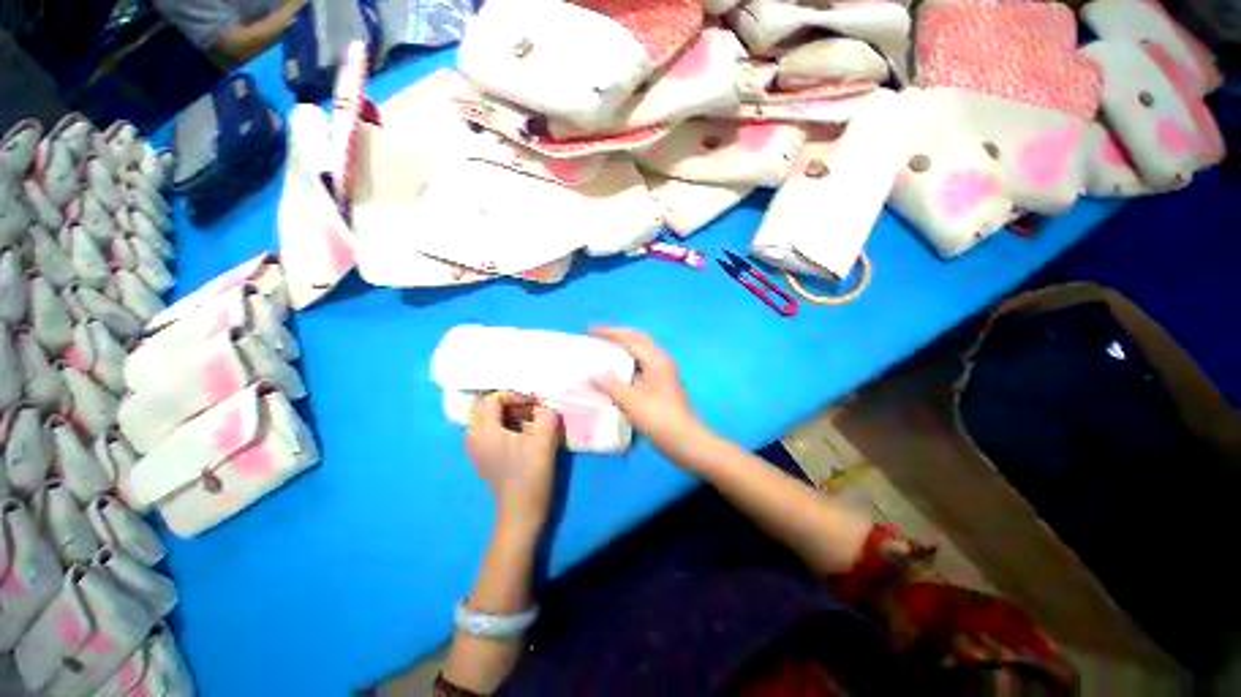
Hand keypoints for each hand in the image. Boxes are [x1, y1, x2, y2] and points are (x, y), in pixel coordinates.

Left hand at [466, 393, 562, 533]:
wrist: (521, 513)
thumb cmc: (531, 475)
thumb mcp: (544, 440)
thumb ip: (546, 415)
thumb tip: (544, 405)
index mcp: (484, 431)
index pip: (491, 399)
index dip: (514, 395)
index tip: (534, 404)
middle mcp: (474, 438)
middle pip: (485, 407)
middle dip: (509, 403)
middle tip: (531, 409)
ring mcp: (477, 450)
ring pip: (487, 419)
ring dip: (508, 414)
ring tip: (530, 420)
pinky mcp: (485, 459)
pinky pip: (490, 432)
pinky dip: (505, 426)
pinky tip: (524, 434)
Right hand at [589, 328, 709, 460]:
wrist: (685, 440)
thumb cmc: (658, 419)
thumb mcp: (631, 402)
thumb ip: (610, 385)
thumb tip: (591, 373)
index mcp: (655, 360)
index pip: (630, 339)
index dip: (609, 333)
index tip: (590, 330)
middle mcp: (661, 360)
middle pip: (638, 339)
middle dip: (618, 335)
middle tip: (597, 336)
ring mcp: (664, 371)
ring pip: (641, 350)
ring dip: (624, 346)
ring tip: (604, 349)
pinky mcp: (663, 382)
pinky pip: (643, 362)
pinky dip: (628, 360)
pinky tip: (617, 370)